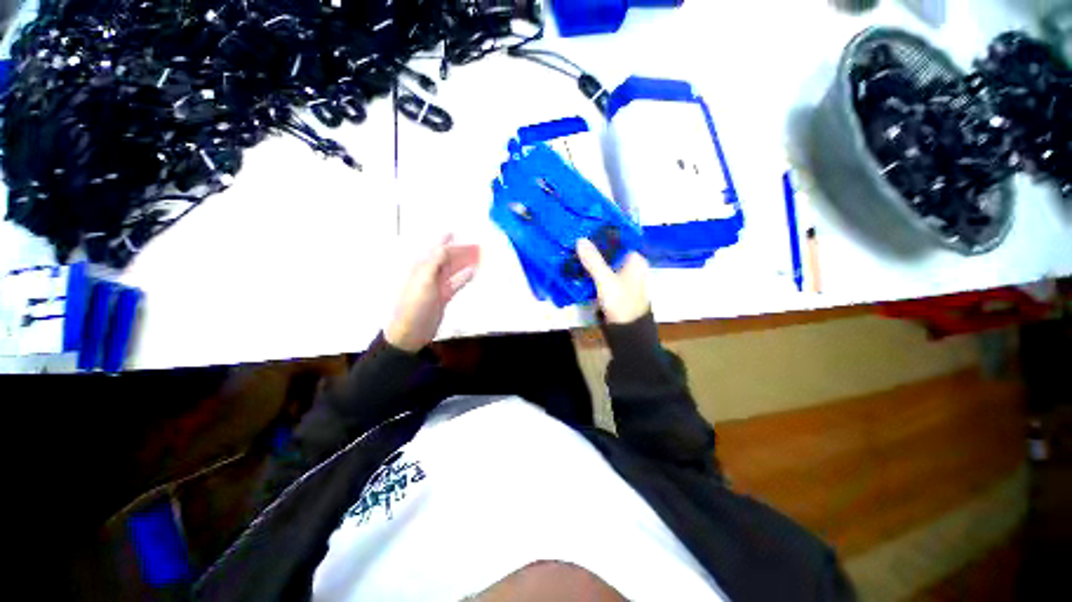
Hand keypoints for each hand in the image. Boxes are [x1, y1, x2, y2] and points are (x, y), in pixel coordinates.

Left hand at [386, 235, 480, 352]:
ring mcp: (437, 285)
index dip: (446, 241)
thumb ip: (434, 262)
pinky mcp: (443, 296)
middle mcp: (430, 273)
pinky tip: (473, 273)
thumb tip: (444, 246)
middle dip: (460, 251)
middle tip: (477, 245)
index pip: (436, 250)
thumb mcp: (424, 281)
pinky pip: (456, 283)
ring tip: (478, 256)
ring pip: (453, 269)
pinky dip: (464, 277)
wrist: (412, 331)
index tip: (457, 232)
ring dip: (465, 262)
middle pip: (447, 258)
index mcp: (421, 267)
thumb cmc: (415, 305)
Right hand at [576, 238, 649, 323]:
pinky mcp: (614, 288)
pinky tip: (579, 267)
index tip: (586, 227)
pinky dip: (592, 270)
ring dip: (591, 259)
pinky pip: (602, 274)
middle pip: (611, 251)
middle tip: (575, 239)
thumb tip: (579, 239)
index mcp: (635, 260)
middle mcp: (631, 266)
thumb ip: (593, 260)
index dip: (603, 233)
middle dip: (594, 247)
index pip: (619, 239)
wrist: (627, 331)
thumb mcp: (606, 280)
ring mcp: (622, 278)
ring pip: (605, 263)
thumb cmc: (621, 302)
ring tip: (573, 250)